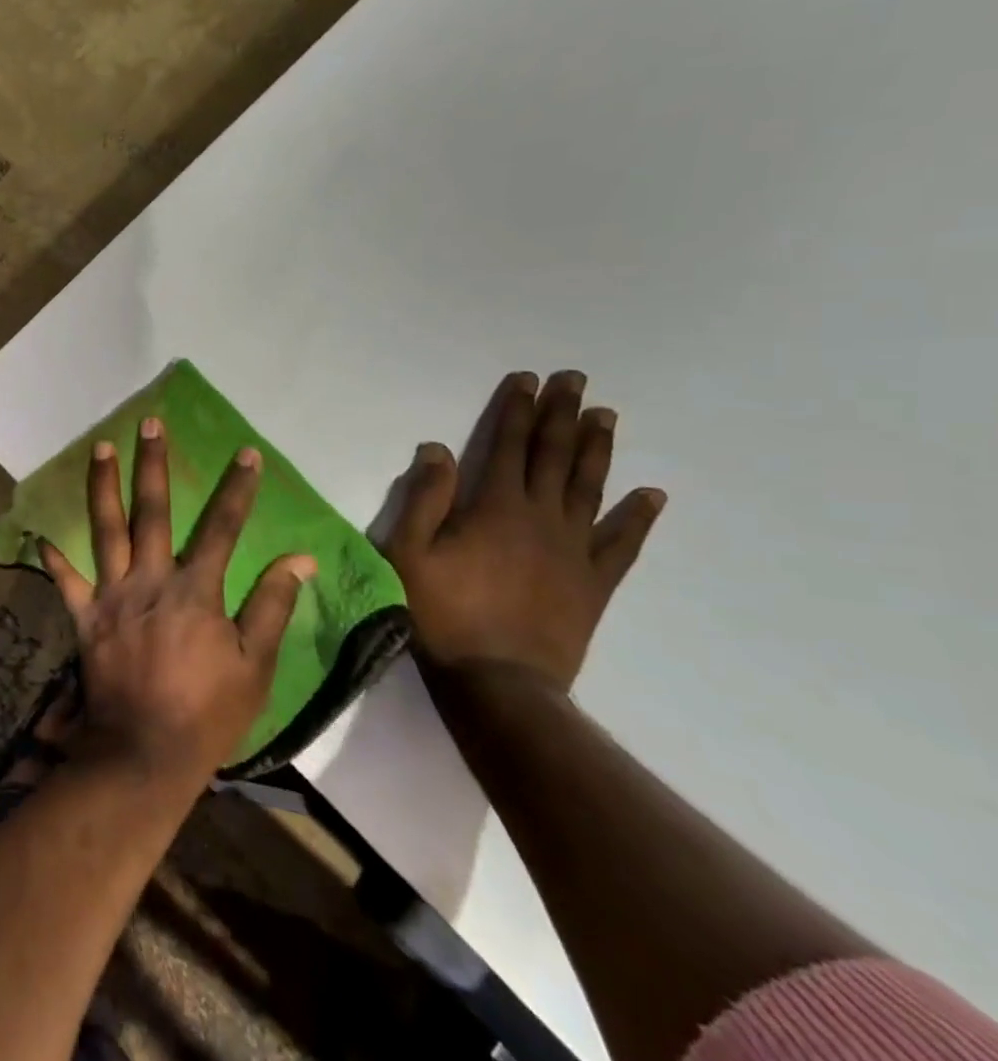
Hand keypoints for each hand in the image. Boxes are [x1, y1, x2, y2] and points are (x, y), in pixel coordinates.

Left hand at [40, 418, 316, 788]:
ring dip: (102, 487)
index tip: (246, 454)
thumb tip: (299, 559)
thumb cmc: (208, 713)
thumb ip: (273, 606)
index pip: (222, 528)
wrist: (145, 754)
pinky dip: (54, 561)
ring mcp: (113, 597)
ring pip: (106, 531)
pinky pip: (67, 584)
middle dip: (152, 465)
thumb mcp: (256, 665)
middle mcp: (150, 581)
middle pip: (152, 512)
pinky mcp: (86, 619)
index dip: (237, 490)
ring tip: (98, 448)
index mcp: (196, 590)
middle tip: (148, 424)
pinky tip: (41, 537)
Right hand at [383, 370, 664, 694]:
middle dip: (562, 414)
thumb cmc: (441, 613)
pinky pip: (622, 543)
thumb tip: (439, 449)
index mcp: (494, 507)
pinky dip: (638, 517)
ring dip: (596, 449)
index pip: (508, 445)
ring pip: (590, 487)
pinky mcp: (594, 582)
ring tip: (606, 416)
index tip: (528, 380)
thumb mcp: (409, 553)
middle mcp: (540, 517)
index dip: (517, 410)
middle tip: (575, 380)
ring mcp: (574, 549)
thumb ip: (424, 499)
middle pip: (554, 456)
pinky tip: (651, 495)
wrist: (497, 680)